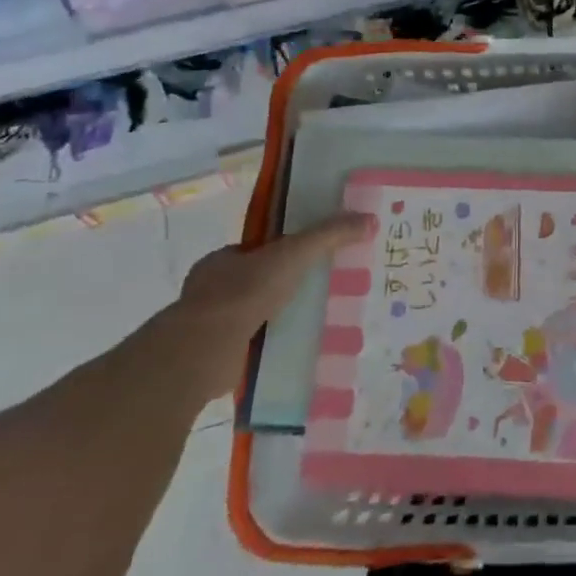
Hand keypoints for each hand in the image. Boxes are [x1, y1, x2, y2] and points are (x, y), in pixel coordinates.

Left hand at [166, 216, 368, 399]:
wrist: (205, 349)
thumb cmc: (245, 291)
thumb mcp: (296, 253)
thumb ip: (330, 235)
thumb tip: (370, 219)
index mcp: (220, 260)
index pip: (253, 251)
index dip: (279, 253)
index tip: (306, 261)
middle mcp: (209, 290)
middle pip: (251, 282)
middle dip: (278, 287)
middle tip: (314, 292)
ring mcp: (207, 325)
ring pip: (248, 316)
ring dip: (272, 319)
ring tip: (309, 322)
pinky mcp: (211, 356)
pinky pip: (245, 346)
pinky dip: (264, 346)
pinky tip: (289, 349)